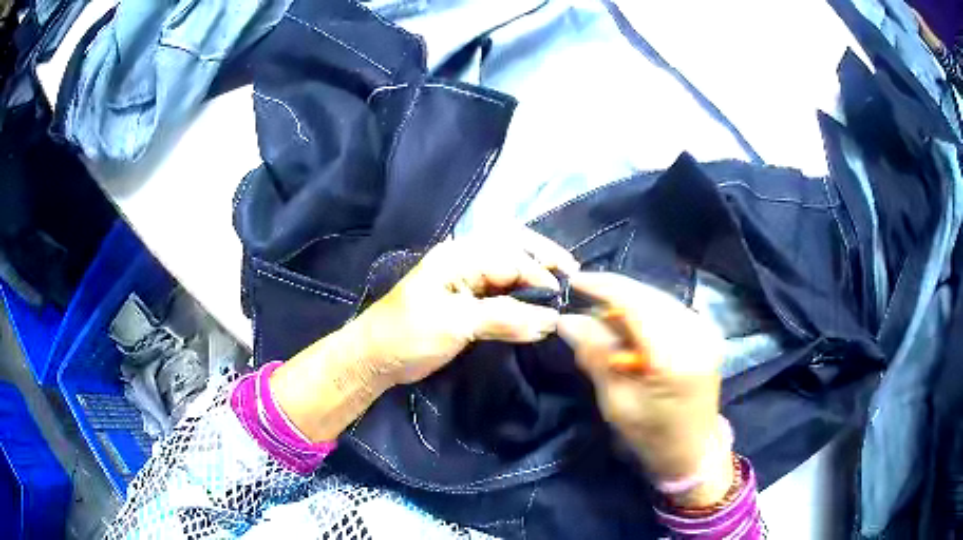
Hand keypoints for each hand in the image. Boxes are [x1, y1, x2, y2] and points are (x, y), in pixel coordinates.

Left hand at [354, 228, 579, 384]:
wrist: (375, 357)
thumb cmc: (408, 336)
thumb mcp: (454, 324)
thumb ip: (503, 318)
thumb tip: (549, 320)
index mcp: (458, 256)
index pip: (510, 257)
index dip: (539, 275)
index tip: (562, 299)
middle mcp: (464, 258)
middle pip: (513, 245)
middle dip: (544, 256)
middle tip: (573, 273)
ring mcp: (465, 277)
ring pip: (510, 264)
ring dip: (536, 271)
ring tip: (563, 284)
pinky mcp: (467, 298)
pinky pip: (502, 287)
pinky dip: (524, 291)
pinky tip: (538, 302)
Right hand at [556, 272, 731, 506]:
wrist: (694, 450)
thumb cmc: (652, 436)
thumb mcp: (616, 403)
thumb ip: (596, 356)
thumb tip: (567, 320)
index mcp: (674, 357)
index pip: (636, 303)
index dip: (603, 287)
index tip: (574, 281)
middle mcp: (696, 333)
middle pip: (648, 295)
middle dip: (613, 295)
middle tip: (584, 308)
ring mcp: (706, 330)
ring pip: (658, 298)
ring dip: (629, 303)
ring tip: (603, 321)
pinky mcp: (707, 331)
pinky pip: (669, 308)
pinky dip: (645, 311)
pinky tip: (630, 328)